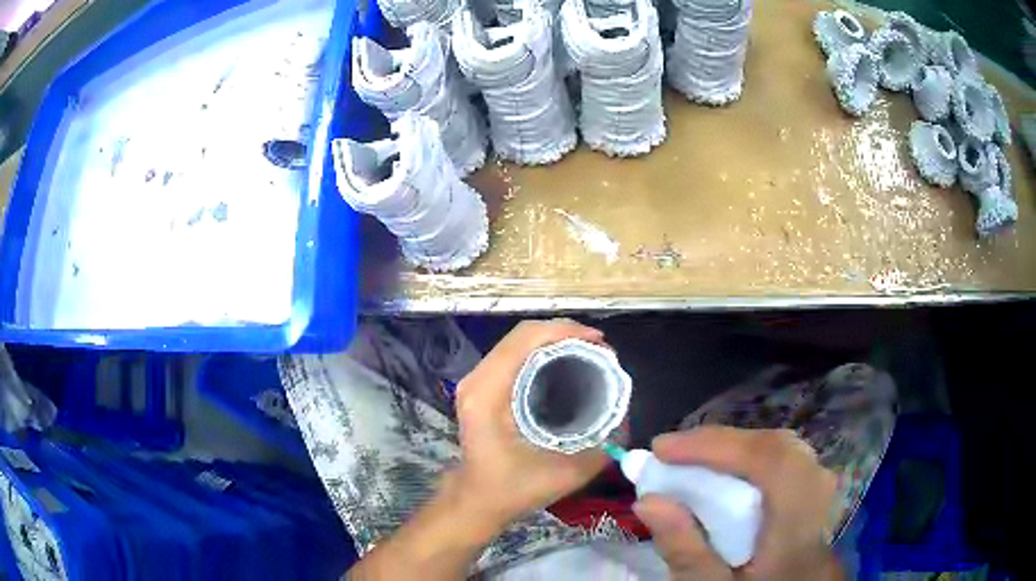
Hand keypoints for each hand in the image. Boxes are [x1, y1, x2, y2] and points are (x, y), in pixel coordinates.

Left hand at [452, 319, 610, 530]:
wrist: (478, 500)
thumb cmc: (514, 489)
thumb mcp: (565, 474)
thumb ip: (600, 446)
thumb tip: (625, 415)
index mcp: (488, 394)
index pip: (525, 340)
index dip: (565, 332)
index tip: (600, 343)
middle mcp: (477, 380)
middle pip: (522, 334)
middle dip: (565, 332)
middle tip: (600, 349)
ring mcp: (476, 380)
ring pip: (518, 341)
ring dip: (554, 339)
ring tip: (589, 352)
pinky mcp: (482, 386)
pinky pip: (514, 354)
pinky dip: (542, 351)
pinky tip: (566, 363)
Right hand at [633, 427, 841, 580]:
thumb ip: (685, 551)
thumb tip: (647, 501)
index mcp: (800, 526)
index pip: (771, 464)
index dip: (718, 447)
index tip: (662, 450)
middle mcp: (820, 496)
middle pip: (776, 448)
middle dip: (720, 444)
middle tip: (670, 453)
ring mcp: (822, 489)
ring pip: (780, 449)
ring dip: (733, 449)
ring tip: (689, 459)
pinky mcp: (814, 489)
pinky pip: (783, 458)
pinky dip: (747, 458)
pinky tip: (722, 471)